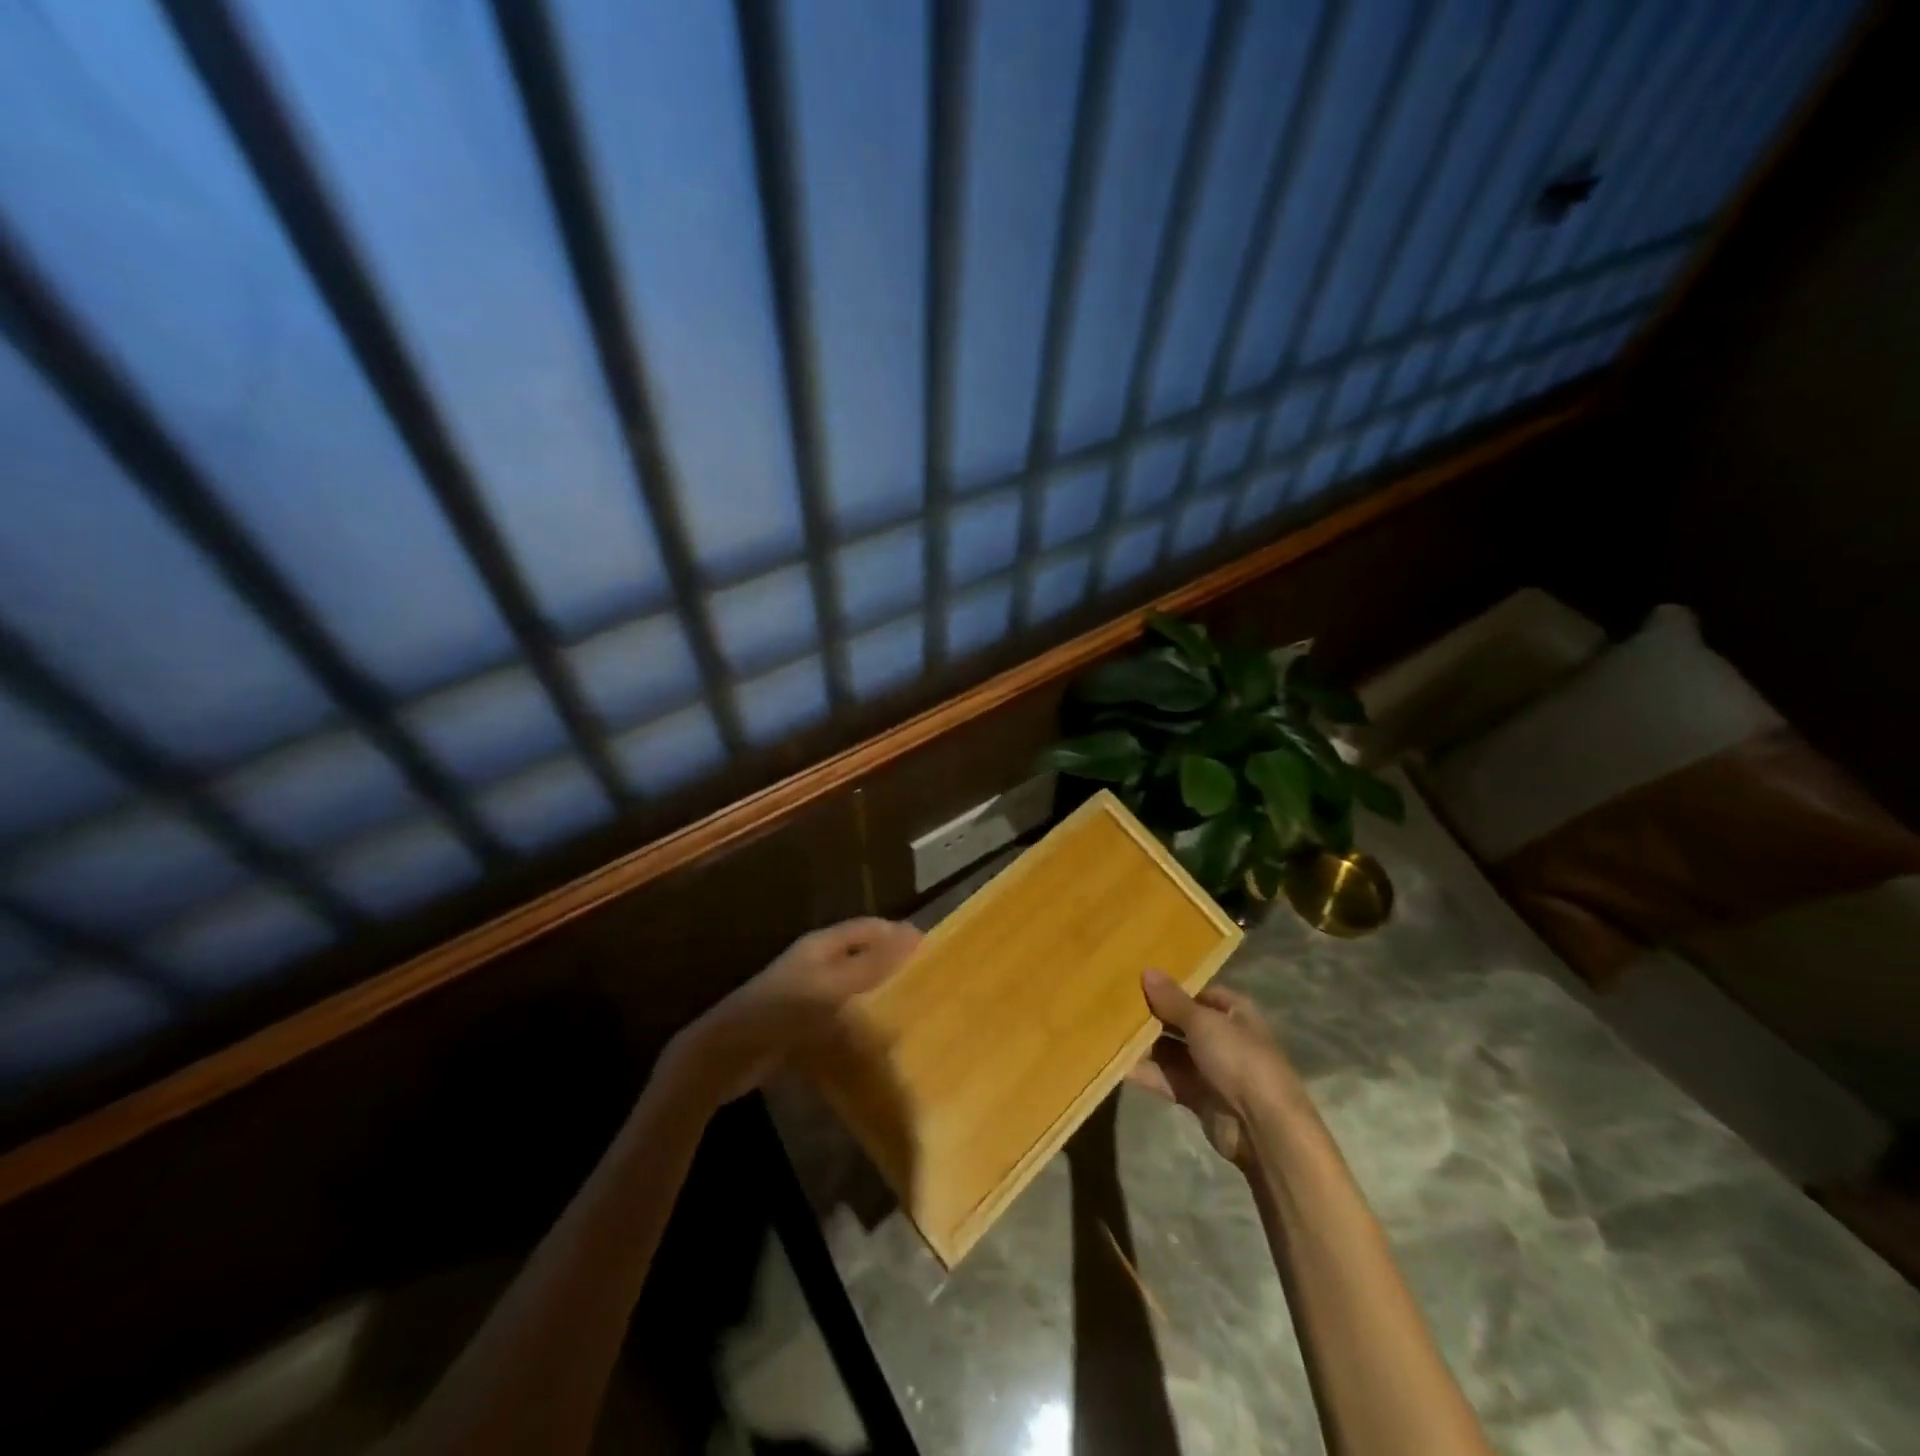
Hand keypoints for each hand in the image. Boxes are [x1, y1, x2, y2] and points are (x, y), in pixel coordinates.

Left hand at [666, 917, 921, 1105]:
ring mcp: (806, 996)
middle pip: (860, 956)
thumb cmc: (780, 1010)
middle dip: (890, 965)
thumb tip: (914, 935)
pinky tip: (876, 1041)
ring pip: (851, 989)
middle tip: (926, 981)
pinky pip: (838, 1018)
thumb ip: (871, 964)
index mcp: (821, 946)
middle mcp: (815, 965)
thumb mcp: (830, 985)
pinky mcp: (800, 1026)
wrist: (725, 1054)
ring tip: (910, 1011)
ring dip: (876, 996)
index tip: (931, 948)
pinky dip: (857, 1024)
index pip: (868, 928)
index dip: (897, 933)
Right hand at [1127, 969, 1304, 1169]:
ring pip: (1170, 1052)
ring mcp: (1210, 1070)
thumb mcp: (1203, 1022)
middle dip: (1152, 1016)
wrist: (1263, 1128)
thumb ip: (1172, 1000)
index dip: (1171, 988)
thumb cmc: (1238, 1059)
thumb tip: (1147, 970)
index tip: (1136, 981)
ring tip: (1107, 1030)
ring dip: (1144, 1045)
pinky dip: (1145, 1072)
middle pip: (1181, 1022)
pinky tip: (1116, 1063)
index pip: (1198, 993)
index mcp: (1234, 1013)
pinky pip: (1166, 1079)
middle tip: (1113, 1004)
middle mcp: (1223, 1038)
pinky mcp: (1197, 1097)